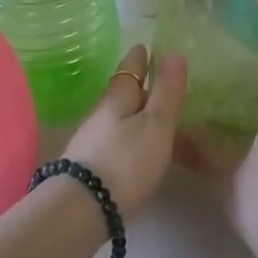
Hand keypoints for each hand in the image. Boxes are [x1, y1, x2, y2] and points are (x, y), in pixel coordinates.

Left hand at [63, 45, 187, 218]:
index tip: (146, 46)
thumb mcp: (156, 125)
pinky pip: (117, 142)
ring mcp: (92, 140)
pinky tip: (141, 151)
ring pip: (120, 118)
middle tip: (163, 86)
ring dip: (137, 115)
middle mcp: (101, 113)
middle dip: (142, 87)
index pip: (130, 67)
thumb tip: (175, 52)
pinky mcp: (91, 167)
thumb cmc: (126, 161)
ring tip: (158, 121)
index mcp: (118, 97)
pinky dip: (132, 139)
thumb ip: (167, 92)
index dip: (140, 57)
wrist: (82, 210)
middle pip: (123, 93)